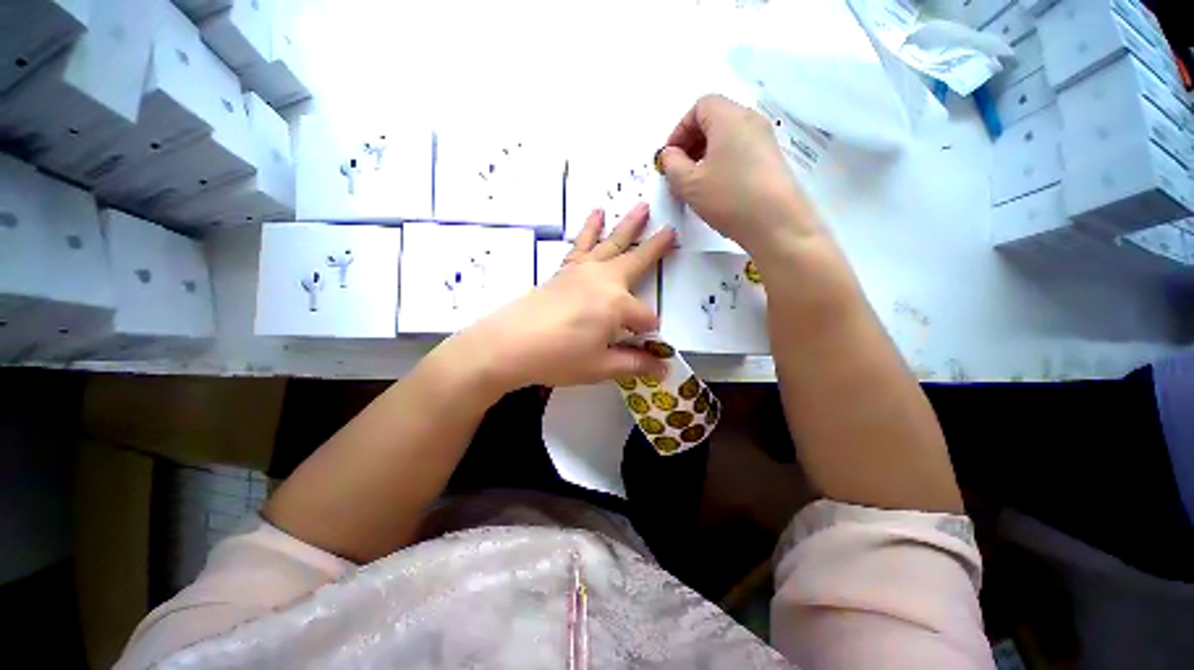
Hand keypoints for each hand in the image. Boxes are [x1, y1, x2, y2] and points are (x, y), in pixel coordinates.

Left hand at [456, 204, 674, 391]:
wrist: (509, 344)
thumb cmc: (558, 357)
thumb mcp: (601, 366)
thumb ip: (634, 364)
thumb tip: (663, 370)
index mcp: (617, 305)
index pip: (645, 319)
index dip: (648, 334)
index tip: (646, 348)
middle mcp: (604, 280)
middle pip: (636, 262)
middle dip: (656, 248)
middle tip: (672, 231)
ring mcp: (583, 271)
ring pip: (612, 243)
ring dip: (629, 225)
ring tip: (642, 206)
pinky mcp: (565, 270)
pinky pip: (581, 244)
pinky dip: (590, 228)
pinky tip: (596, 213)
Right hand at [658, 95, 822, 253]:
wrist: (776, 223)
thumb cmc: (729, 198)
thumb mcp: (689, 184)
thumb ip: (672, 165)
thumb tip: (670, 155)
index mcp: (729, 117)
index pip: (699, 107)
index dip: (679, 130)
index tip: (670, 158)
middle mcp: (750, 120)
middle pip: (714, 119)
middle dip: (691, 143)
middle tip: (679, 171)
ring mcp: (764, 140)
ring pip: (727, 137)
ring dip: (705, 155)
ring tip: (695, 184)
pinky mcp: (771, 159)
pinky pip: (740, 151)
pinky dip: (722, 163)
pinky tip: (716, 189)